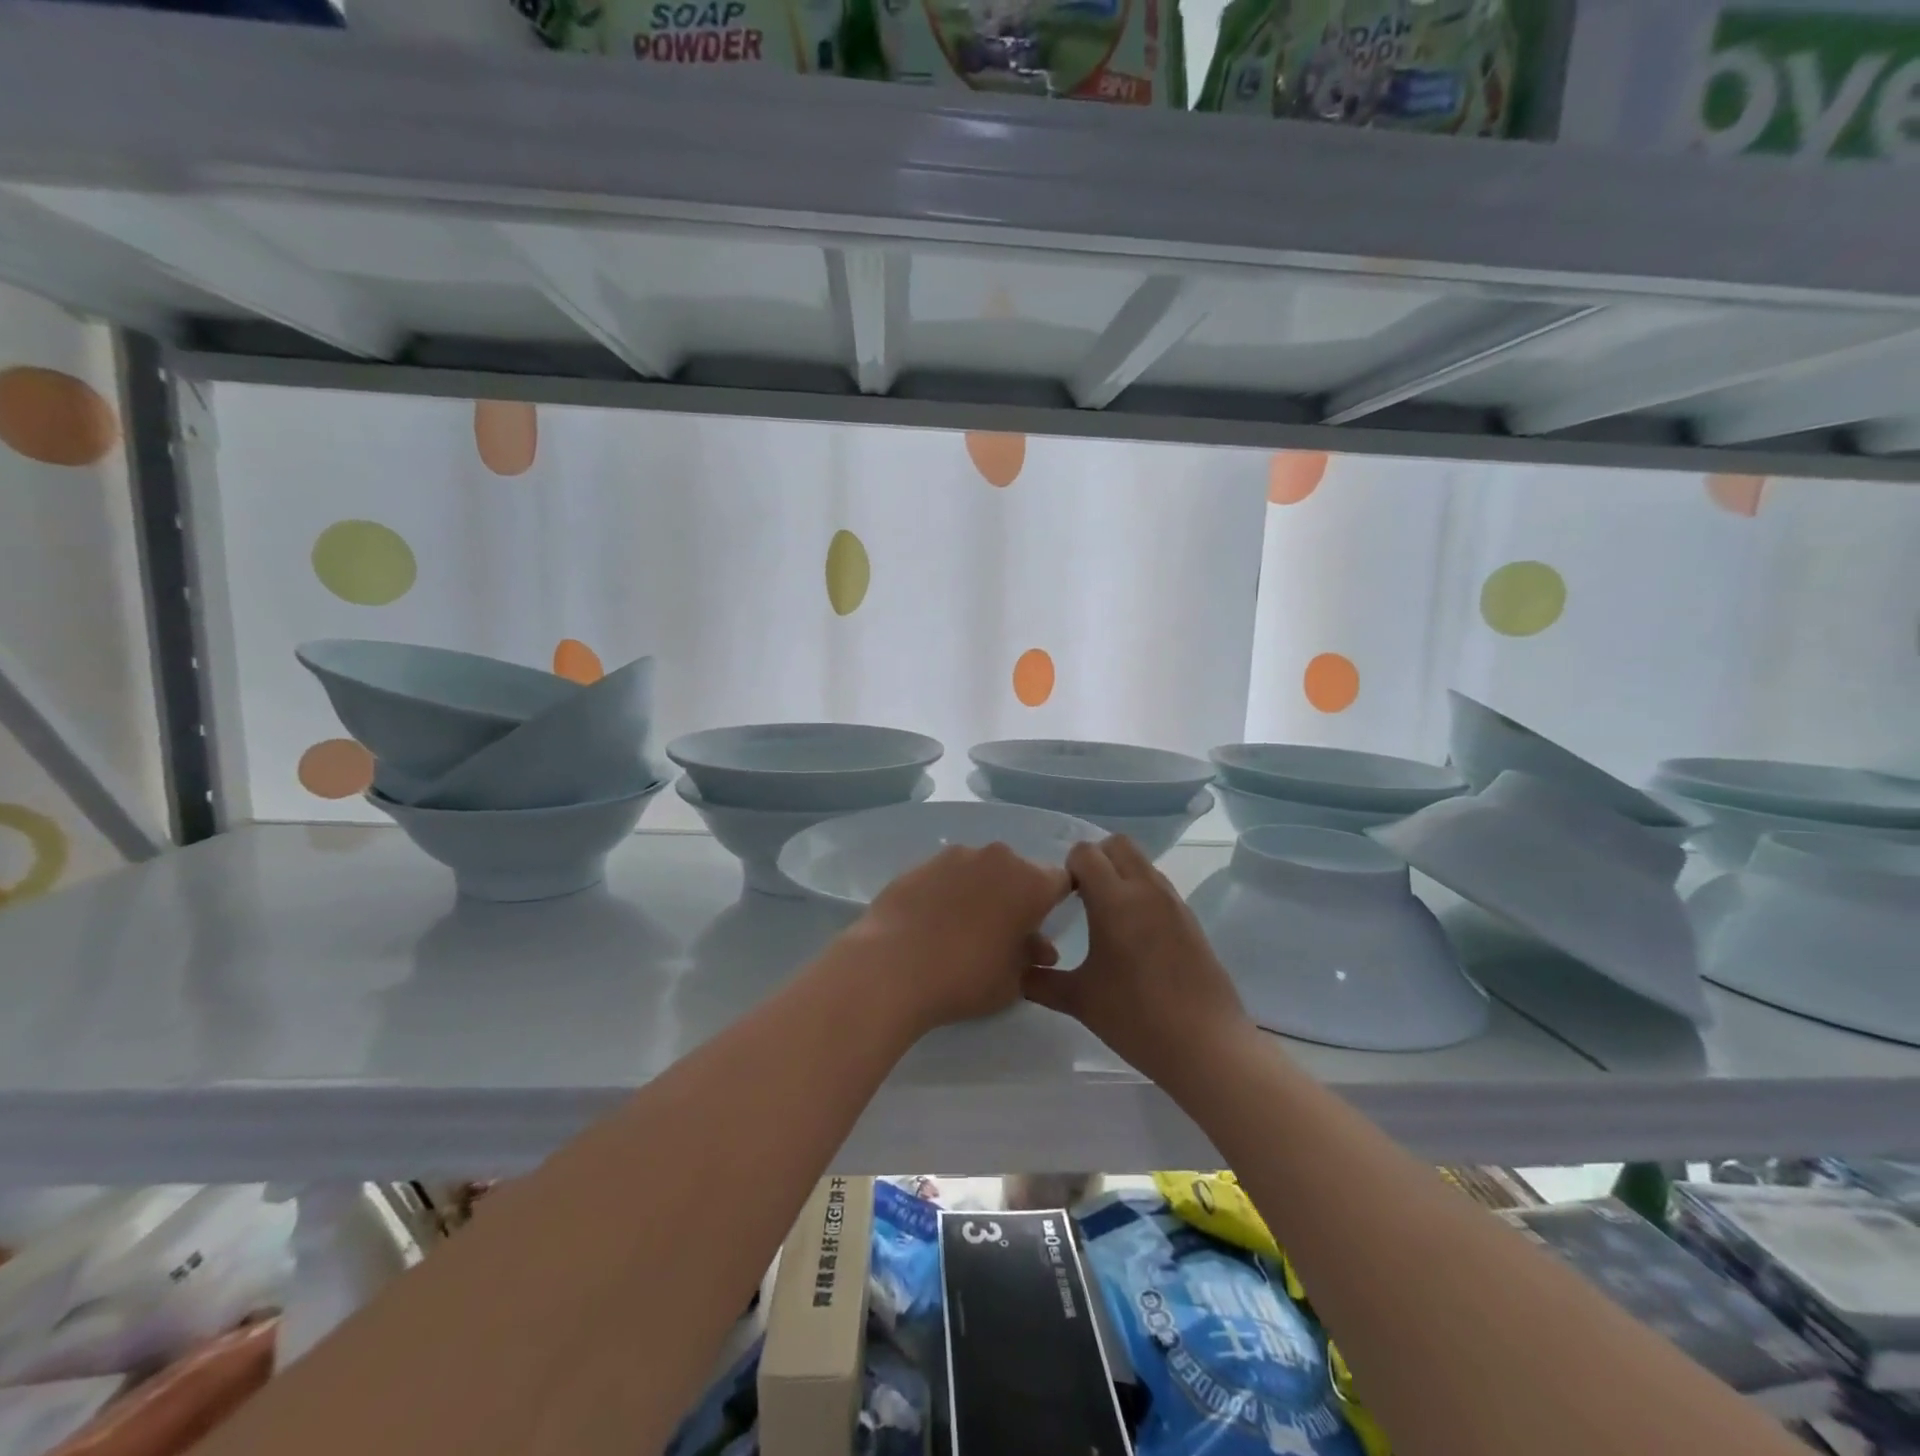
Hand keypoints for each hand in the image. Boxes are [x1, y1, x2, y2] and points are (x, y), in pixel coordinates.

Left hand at [842, 843, 1069, 1036]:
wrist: (893, 965)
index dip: (1055, 901)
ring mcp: (957, 856)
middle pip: (1020, 871)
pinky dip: (949, 891)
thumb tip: (1040, 947)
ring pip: (982, 869)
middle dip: (1017, 896)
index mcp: (1032, 883)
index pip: (1061, 881)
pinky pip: (949, 874)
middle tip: (1003, 931)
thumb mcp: (1012, 980)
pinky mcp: (922, 862)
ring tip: (963, 927)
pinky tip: (934, 920)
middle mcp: (999, 858)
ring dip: (982, 890)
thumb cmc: (966, 977)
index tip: (1042, 924)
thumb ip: (1031, 957)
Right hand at [1024, 836, 1252, 1088]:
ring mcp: (1173, 902)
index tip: (1062, 898)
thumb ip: (1041, 981)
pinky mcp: (1191, 919)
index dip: (1068, 868)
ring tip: (1107, 916)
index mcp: (1115, 900)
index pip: (1086, 852)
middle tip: (1082, 896)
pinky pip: (1159, 887)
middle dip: (1096, 859)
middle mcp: (1146, 890)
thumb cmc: (1136, 1018)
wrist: (1206, 1046)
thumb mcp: (1080, 1001)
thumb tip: (1018, 972)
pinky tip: (1134, 936)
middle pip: (1118, 844)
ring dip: (1120, 874)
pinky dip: (1141, 894)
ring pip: (1142, 863)